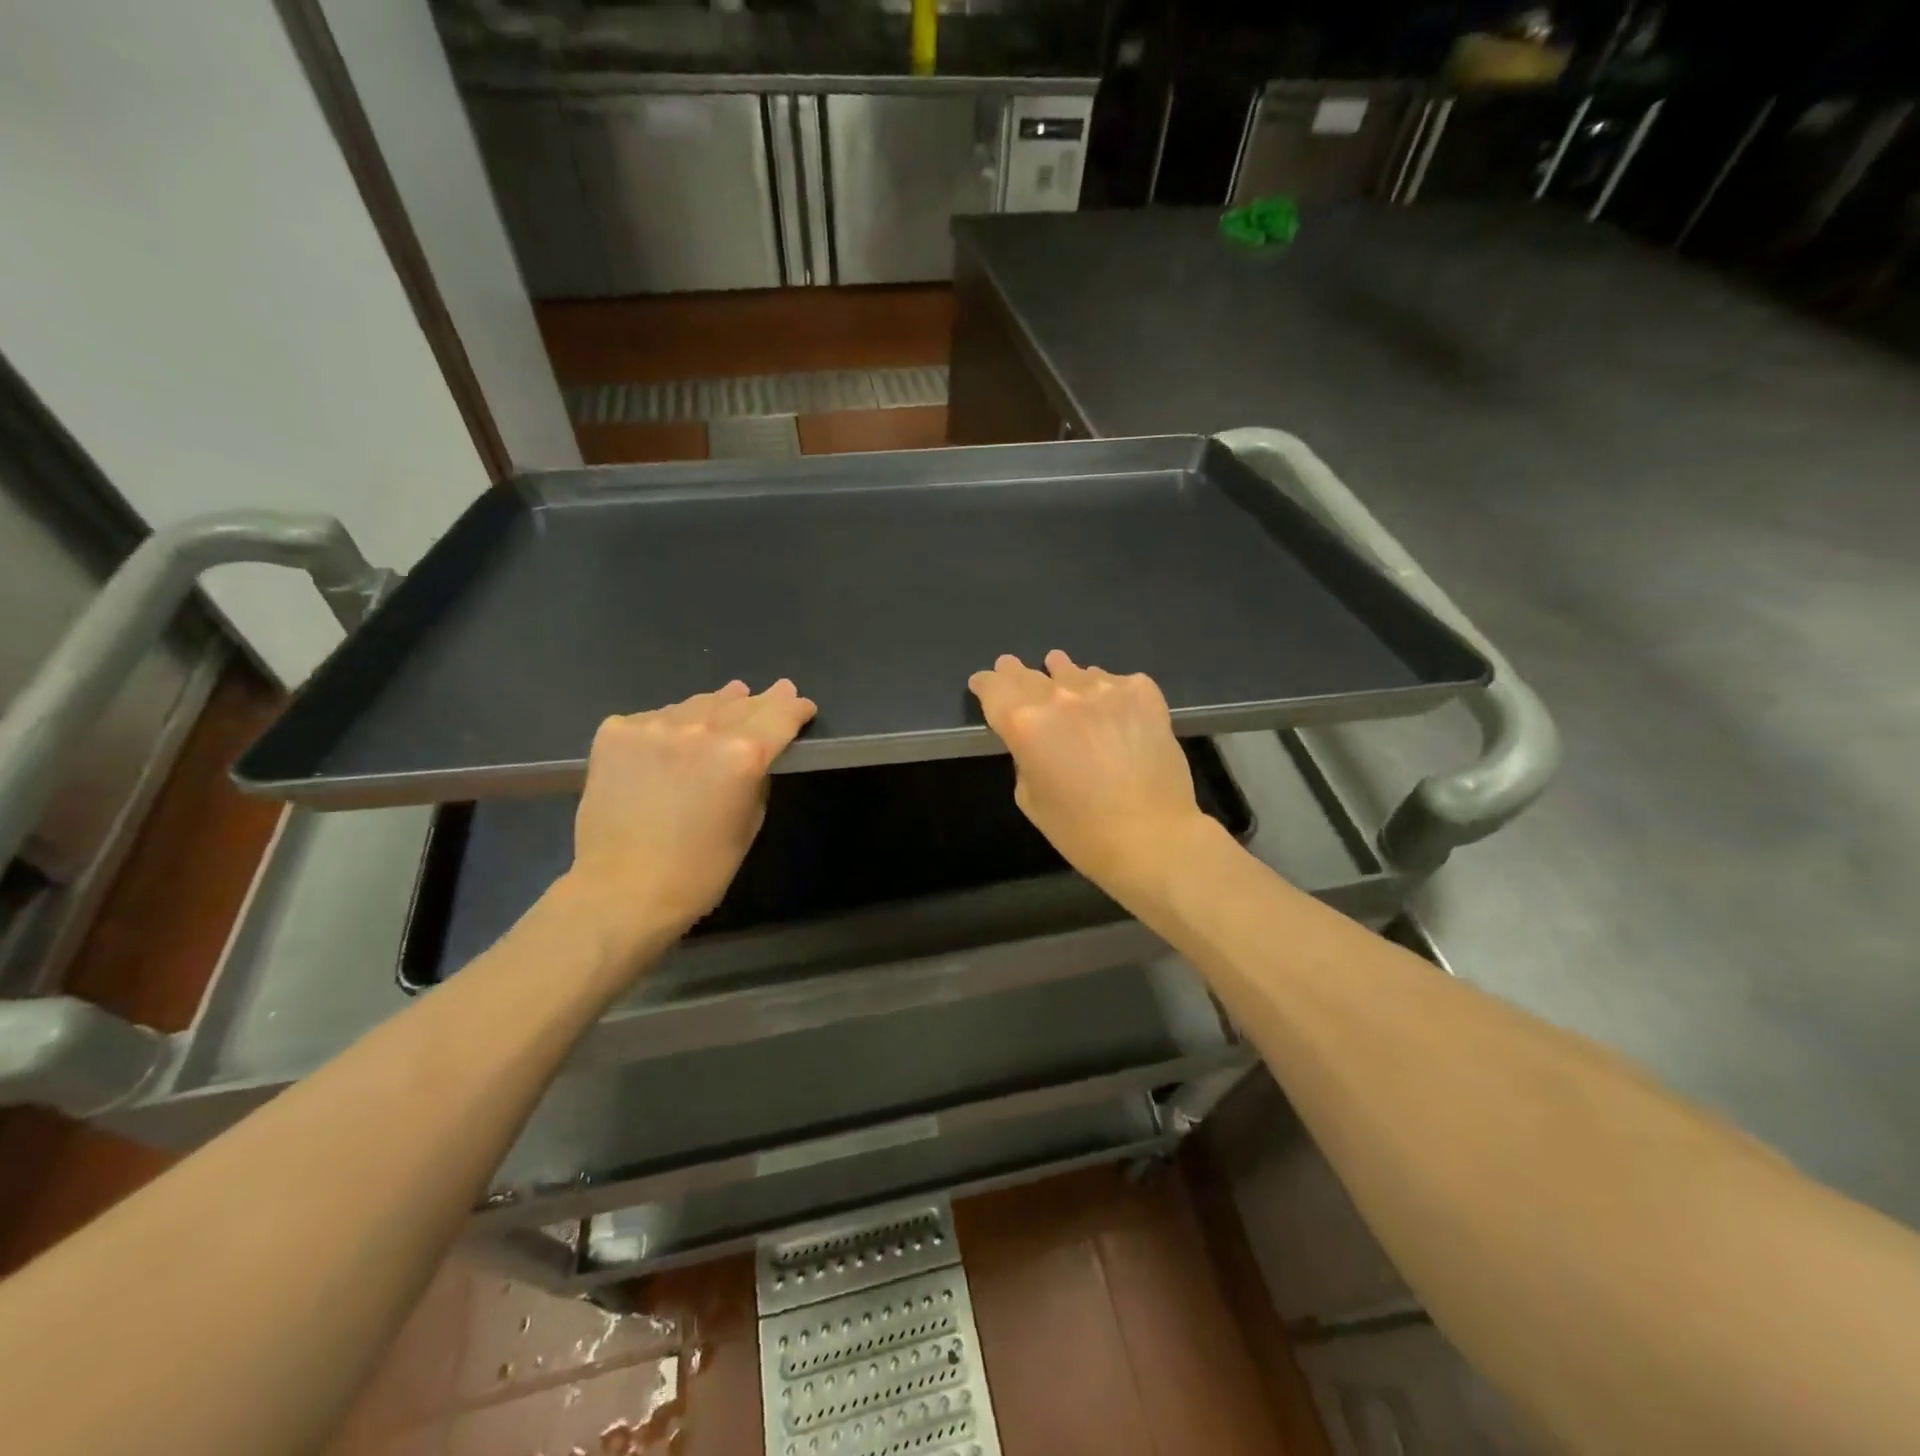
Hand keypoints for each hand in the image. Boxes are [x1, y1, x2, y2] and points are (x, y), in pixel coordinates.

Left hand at [562, 679, 816, 950]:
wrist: (619, 889)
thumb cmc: (699, 870)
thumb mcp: (748, 823)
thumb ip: (756, 777)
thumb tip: (753, 754)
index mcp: (743, 753)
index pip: (781, 714)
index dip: (796, 708)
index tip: (803, 706)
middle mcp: (702, 728)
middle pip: (742, 703)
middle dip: (762, 701)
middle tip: (775, 692)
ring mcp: (654, 725)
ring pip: (698, 704)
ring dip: (716, 708)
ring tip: (726, 706)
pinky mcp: (616, 731)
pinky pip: (656, 718)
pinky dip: (670, 726)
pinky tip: (669, 742)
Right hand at [968, 650, 1212, 901]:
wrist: (1153, 836)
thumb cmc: (1081, 831)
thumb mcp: (1030, 799)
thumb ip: (1024, 757)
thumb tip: (1037, 737)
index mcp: (1025, 724)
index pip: (994, 689)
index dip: (985, 684)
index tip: (982, 683)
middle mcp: (1060, 697)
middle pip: (1029, 675)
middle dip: (1016, 673)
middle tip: (1011, 668)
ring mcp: (1104, 689)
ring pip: (1073, 672)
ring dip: (1062, 677)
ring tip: (1060, 673)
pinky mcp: (1142, 693)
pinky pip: (1115, 681)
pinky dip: (1106, 689)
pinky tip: (1111, 705)